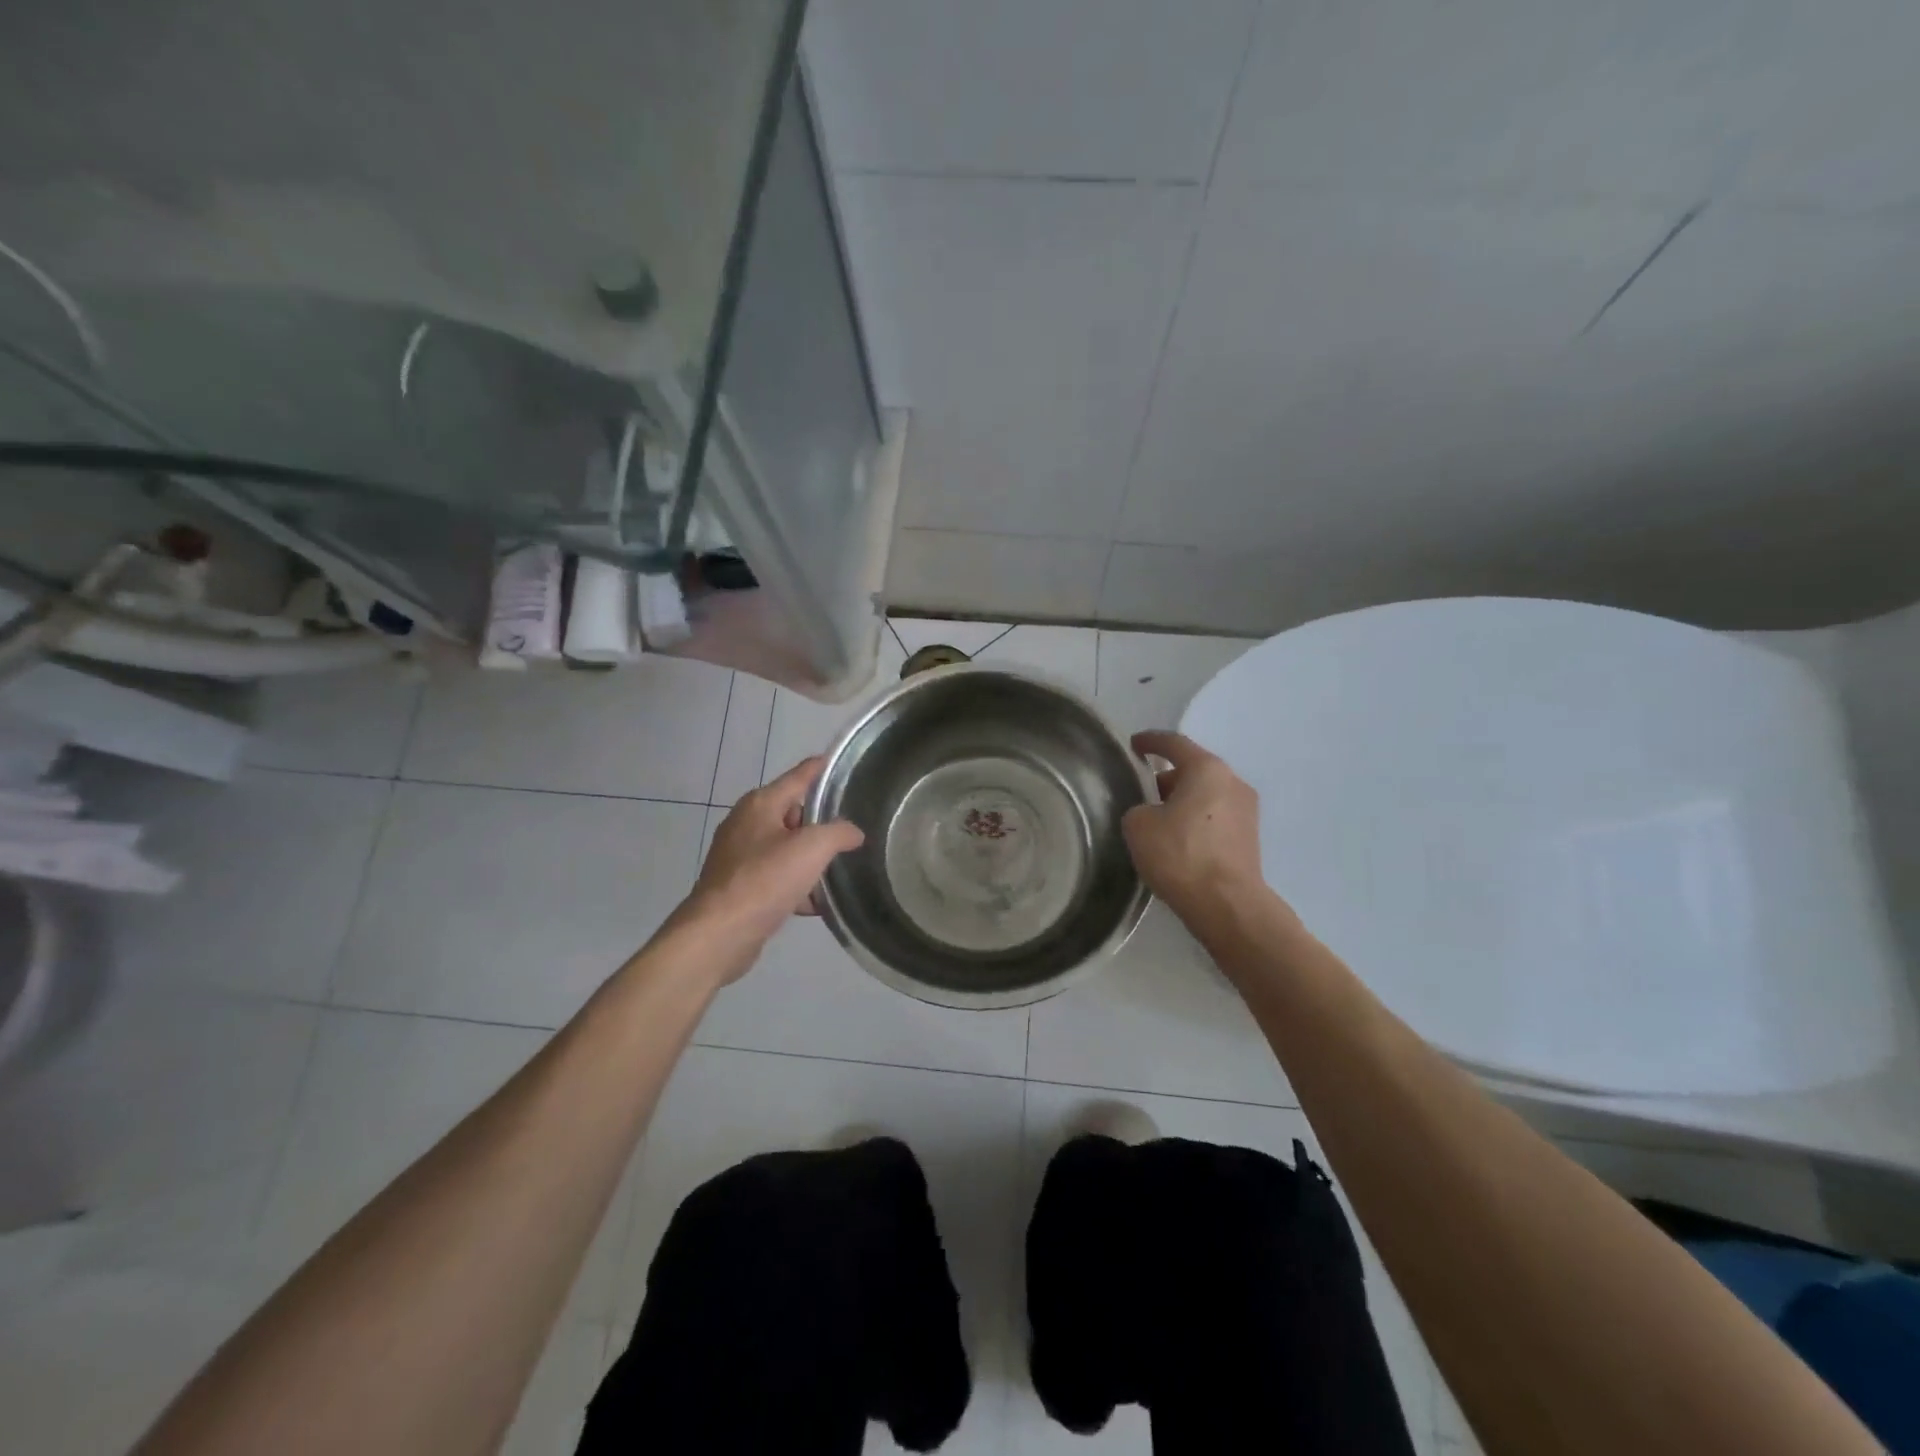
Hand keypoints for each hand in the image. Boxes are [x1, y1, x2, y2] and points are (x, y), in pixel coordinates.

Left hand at [673, 757, 864, 981]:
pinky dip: (797, 885)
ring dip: (811, 857)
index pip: (799, 776)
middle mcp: (747, 823)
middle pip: (793, 813)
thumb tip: (853, 832)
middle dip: (821, 821)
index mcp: (761, 804)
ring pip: (786, 847)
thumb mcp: (812, 848)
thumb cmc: (765, 879)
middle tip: (853, 827)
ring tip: (841, 867)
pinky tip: (818, 902)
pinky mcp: (740, 886)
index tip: (841, 763)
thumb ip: (839, 833)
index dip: (821, 768)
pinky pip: (777, 876)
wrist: (720, 933)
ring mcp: (740, 856)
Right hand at [1122, 731, 1269, 926]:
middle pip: (1194, 770)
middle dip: (1166, 778)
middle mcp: (1233, 782)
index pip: (1174, 743)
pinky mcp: (1250, 838)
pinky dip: (1196, 822)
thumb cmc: (1180, 855)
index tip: (1133, 744)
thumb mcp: (1138, 826)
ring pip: (1206, 795)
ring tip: (1157, 820)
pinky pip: (1216, 818)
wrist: (1227, 906)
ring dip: (1182, 801)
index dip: (1150, 741)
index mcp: (1207, 769)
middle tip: (1141, 791)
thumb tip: (1151, 814)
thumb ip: (1139, 808)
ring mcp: (1247, 811)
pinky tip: (1178, 841)